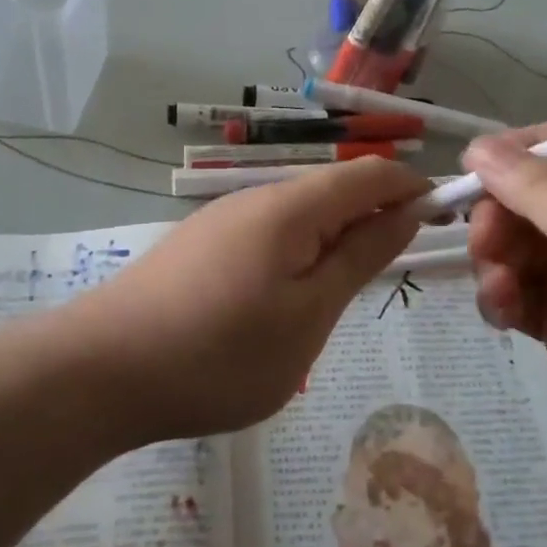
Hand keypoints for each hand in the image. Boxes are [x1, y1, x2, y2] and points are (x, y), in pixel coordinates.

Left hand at [75, 158, 428, 442]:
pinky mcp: (199, 248)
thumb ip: (361, 255)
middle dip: (375, 220)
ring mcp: (221, 222)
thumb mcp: (310, 313)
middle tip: (393, 276)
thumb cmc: (221, 352)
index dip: (414, 189)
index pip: (371, 174)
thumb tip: (407, 210)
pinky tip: (286, 303)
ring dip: (334, 242)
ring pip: (299, 217)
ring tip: (341, 298)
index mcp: (292, 206)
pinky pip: (266, 238)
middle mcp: (256, 199)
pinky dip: (296, 258)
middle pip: (334, 191)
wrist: (101, 372)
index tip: (445, 224)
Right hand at [463, 120, 546, 497]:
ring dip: (496, 259)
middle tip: (483, 243)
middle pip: (537, 195)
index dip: (522, 150)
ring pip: (520, 244)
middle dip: (502, 214)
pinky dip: (503, 297)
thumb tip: (478, 148)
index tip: (473, 169)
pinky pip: (520, 292)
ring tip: (499, 289)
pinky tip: (503, 315)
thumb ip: (542, 190)